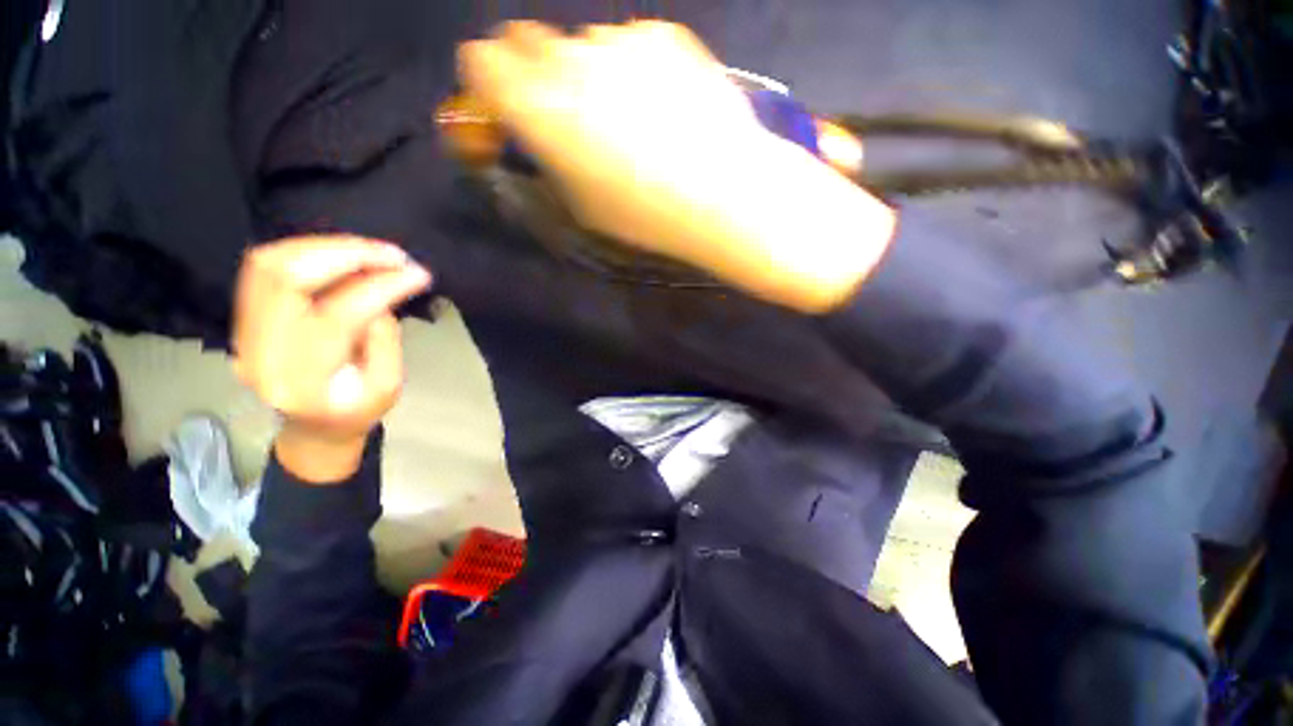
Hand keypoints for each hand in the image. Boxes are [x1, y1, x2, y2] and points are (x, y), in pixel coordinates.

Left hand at [232, 236, 430, 481]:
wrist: (314, 427)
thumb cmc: (358, 410)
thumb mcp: (388, 385)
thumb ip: (383, 336)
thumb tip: (381, 289)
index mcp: (302, 381)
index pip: (337, 316)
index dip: (380, 287)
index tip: (418, 274)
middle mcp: (259, 351)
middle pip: (287, 278)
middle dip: (346, 254)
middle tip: (393, 254)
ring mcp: (244, 330)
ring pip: (270, 264)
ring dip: (325, 247)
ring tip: (371, 250)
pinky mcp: (245, 315)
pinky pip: (265, 267)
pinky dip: (306, 251)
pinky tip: (341, 254)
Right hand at [459, 21, 895, 311]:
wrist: (721, 193)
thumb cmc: (644, 216)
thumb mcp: (580, 205)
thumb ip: (544, 160)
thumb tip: (529, 136)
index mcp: (537, 107)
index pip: (479, 61)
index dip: (488, 82)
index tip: (505, 104)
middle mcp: (569, 59)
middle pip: (527, 42)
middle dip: (535, 73)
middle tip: (569, 113)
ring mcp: (619, 41)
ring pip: (585, 47)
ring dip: (592, 74)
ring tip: (631, 120)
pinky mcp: (664, 35)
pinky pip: (632, 46)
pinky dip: (635, 70)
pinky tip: (664, 106)